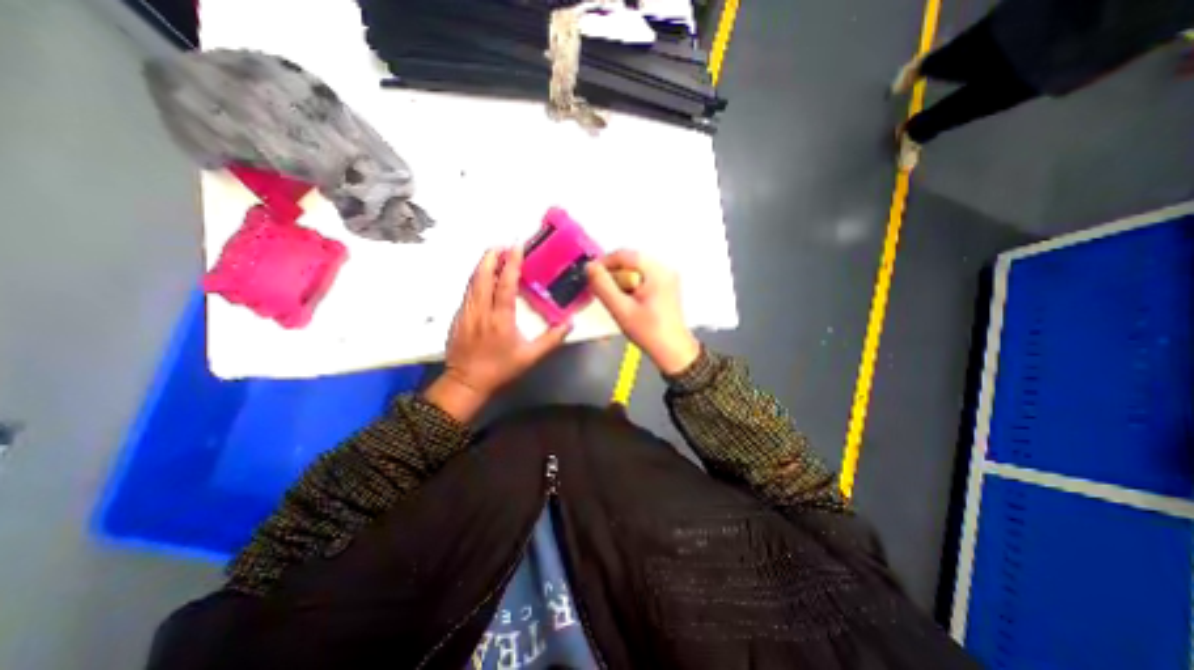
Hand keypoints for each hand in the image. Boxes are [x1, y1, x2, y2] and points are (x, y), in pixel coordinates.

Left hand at [427, 249, 571, 420]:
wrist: (466, 383)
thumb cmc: (500, 369)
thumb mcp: (530, 357)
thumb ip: (551, 339)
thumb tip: (569, 324)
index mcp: (500, 318)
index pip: (505, 283)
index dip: (511, 263)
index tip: (516, 246)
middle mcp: (481, 310)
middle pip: (482, 275)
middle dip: (491, 256)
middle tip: (502, 244)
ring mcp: (466, 312)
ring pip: (472, 281)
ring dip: (482, 265)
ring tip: (493, 254)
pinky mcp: (458, 316)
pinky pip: (468, 291)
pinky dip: (476, 278)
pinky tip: (483, 277)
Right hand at [586, 249, 701, 375]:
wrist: (673, 351)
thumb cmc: (648, 332)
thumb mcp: (621, 310)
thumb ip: (603, 286)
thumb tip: (590, 267)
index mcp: (657, 272)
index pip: (625, 255)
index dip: (604, 262)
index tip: (591, 276)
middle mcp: (665, 269)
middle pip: (631, 261)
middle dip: (613, 274)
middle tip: (601, 290)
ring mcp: (667, 278)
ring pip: (636, 270)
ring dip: (621, 280)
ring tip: (615, 299)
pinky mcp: (666, 287)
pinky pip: (643, 278)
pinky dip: (631, 286)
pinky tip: (627, 301)